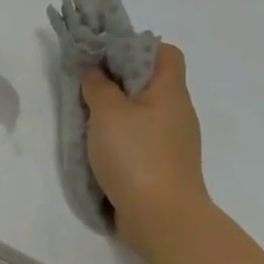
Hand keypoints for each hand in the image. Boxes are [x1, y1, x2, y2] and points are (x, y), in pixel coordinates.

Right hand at [81, 44, 209, 255]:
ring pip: (143, 111)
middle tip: (86, 84)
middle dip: (118, 79)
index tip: (105, 56)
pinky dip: (120, 136)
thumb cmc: (136, 156)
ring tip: (86, 115)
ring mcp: (172, 141)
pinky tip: (99, 146)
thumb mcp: (108, 113)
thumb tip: (94, 70)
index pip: (165, 52)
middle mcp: (177, 112)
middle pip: (151, 81)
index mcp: (170, 92)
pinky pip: (141, 137)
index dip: (136, 46)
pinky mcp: (163, 165)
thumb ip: (98, 86)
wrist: (162, 217)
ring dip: (116, 110)